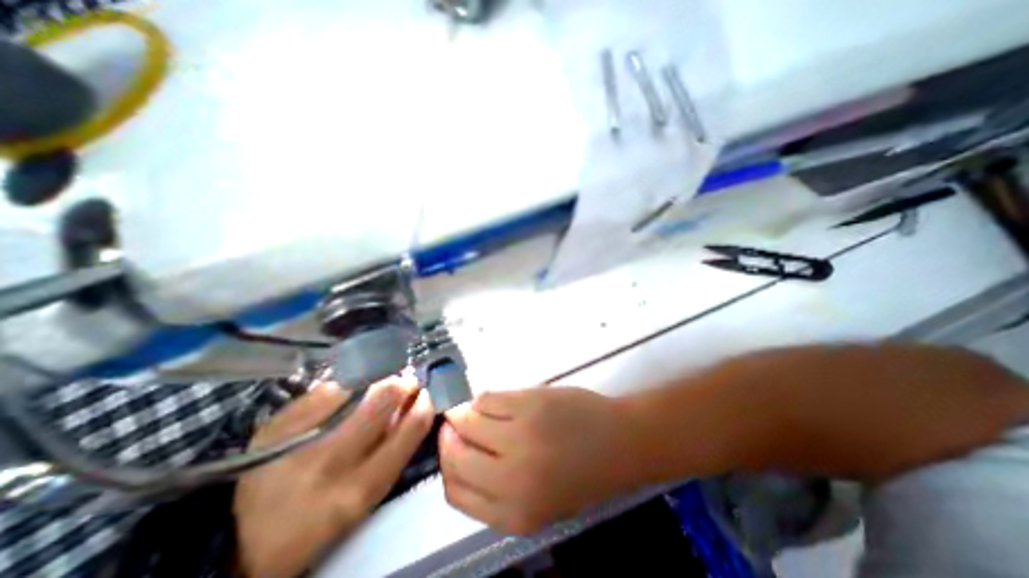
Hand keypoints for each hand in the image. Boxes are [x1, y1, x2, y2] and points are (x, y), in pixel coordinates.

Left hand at [234, 375, 431, 577]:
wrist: (246, 537)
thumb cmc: (325, 514)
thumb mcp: (370, 492)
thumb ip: (396, 447)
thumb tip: (414, 403)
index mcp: (362, 486)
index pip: (413, 426)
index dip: (426, 401)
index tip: (426, 393)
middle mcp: (332, 460)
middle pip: (386, 395)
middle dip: (402, 383)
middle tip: (403, 383)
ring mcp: (301, 438)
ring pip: (358, 384)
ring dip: (376, 380)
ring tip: (375, 386)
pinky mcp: (277, 423)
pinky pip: (327, 387)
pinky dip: (345, 386)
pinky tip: (345, 394)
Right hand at [437, 386, 641, 533]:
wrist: (619, 442)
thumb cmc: (580, 473)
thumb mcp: (537, 502)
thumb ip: (496, 490)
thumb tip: (460, 455)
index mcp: (514, 514)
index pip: (455, 491)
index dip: (447, 466)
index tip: (451, 448)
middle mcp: (511, 479)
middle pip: (455, 455)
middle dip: (450, 437)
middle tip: (455, 425)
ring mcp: (520, 436)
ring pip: (468, 420)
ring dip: (465, 414)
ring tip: (479, 412)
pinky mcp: (529, 403)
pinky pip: (487, 398)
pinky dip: (484, 399)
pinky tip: (497, 402)